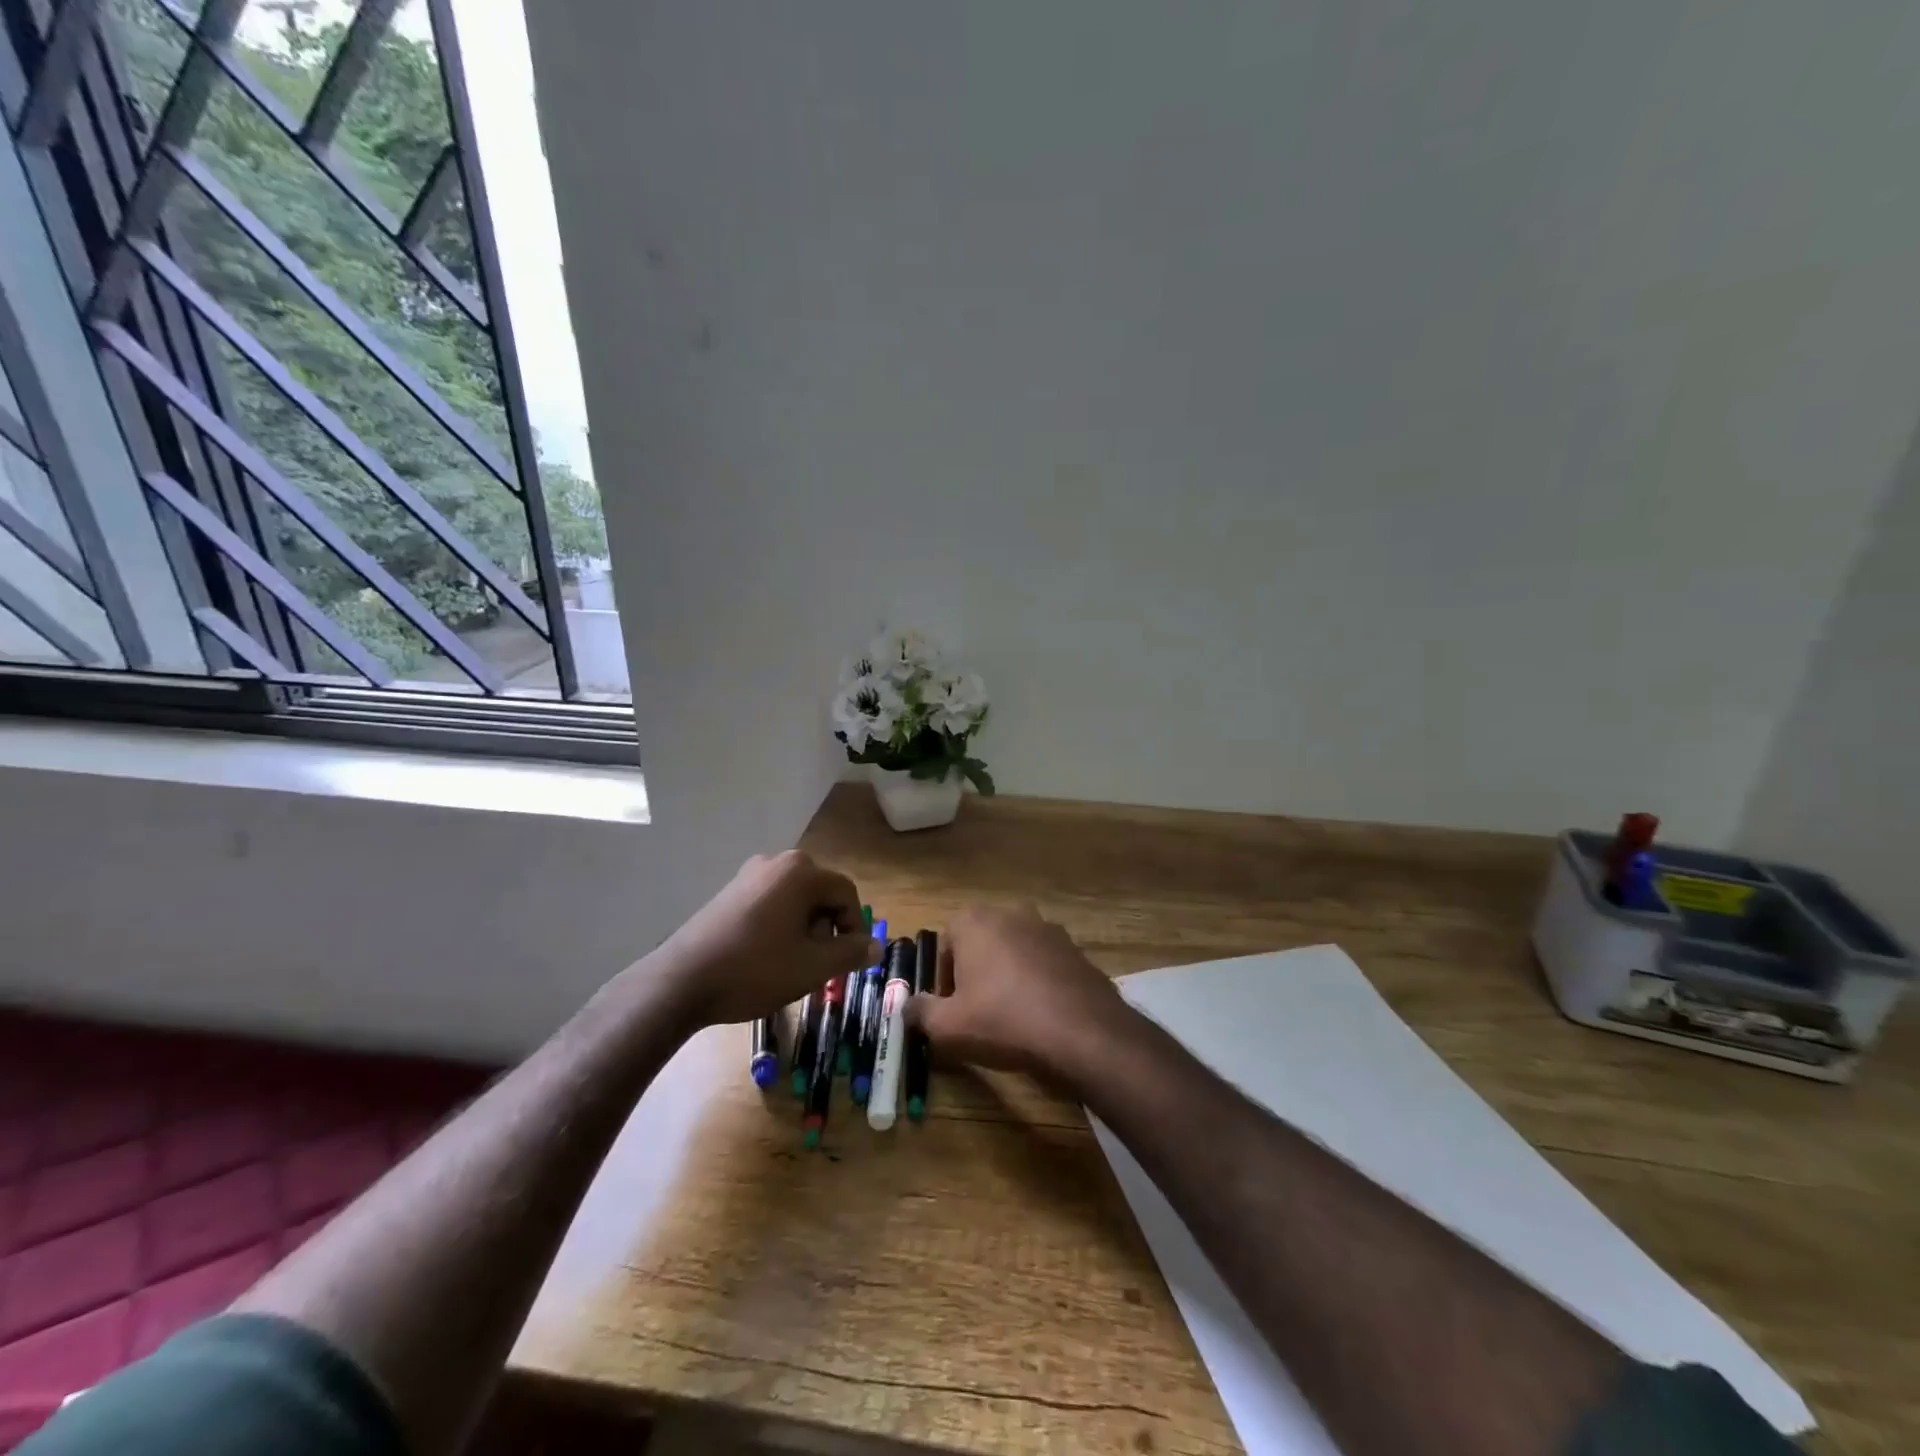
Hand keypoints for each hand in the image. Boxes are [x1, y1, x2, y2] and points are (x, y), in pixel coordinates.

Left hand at [643, 851, 877, 1028]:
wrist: (681, 982)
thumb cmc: (755, 970)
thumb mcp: (813, 967)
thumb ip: (851, 953)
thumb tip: (876, 946)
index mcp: (801, 871)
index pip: (846, 893)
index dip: (854, 928)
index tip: (847, 961)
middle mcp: (777, 862)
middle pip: (820, 893)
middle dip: (826, 929)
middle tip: (817, 965)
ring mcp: (749, 874)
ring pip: (795, 900)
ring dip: (804, 930)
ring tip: (791, 965)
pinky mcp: (729, 892)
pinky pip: (771, 903)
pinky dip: (779, 926)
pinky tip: (765, 957)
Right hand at [906, 904, 1127, 1076]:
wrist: (1081, 1031)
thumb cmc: (1004, 1020)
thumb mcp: (949, 1026)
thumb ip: (919, 1012)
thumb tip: (904, 1007)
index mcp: (974, 921)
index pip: (947, 942)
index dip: (944, 977)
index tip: (951, 1006)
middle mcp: (1010, 913)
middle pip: (981, 942)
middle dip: (975, 971)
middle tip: (977, 1010)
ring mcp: (1047, 927)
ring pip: (1014, 950)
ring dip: (1007, 974)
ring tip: (1011, 1014)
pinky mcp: (1074, 948)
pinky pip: (1044, 962)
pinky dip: (1037, 980)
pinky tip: (1041, 1014)